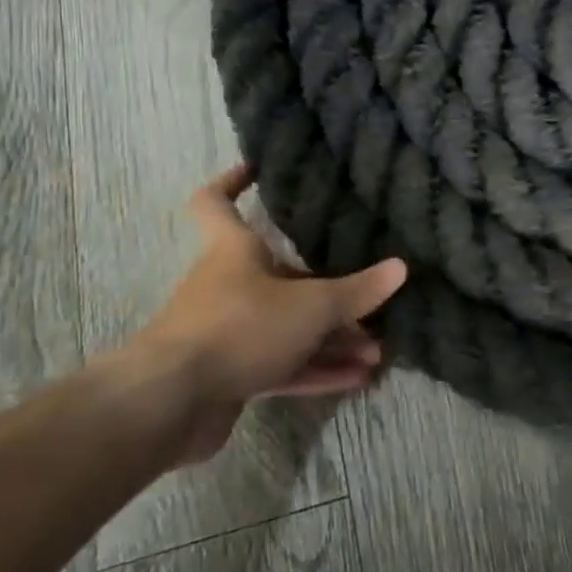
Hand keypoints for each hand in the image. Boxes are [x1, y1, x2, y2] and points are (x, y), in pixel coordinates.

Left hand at [100, 164, 407, 464]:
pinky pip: (283, 365)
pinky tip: (358, 379)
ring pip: (289, 328)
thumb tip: (401, 268)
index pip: (216, 201)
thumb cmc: (240, 326)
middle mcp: (228, 284)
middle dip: (329, 292)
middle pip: (283, 278)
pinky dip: (317, 370)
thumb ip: (356, 291)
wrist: (171, 403)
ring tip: (377, 352)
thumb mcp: (310, 305)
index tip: (257, 169)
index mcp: (233, 249)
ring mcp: (228, 332)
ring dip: (332, 339)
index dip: (233, 181)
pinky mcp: (231, 376)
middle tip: (370, 303)